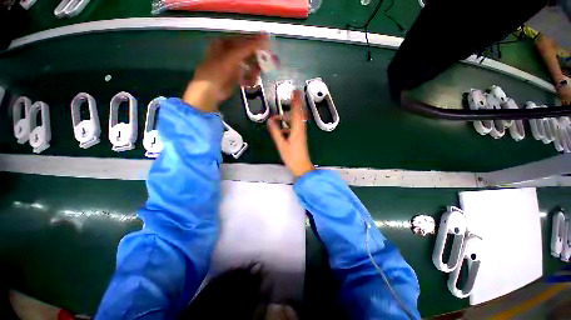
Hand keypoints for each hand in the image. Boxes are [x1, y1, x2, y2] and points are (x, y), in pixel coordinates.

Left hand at [183, 34, 268, 111]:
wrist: (211, 90)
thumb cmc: (219, 70)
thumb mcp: (234, 55)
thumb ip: (249, 47)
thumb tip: (265, 38)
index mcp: (224, 43)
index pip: (243, 39)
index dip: (255, 41)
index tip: (267, 44)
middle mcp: (228, 52)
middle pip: (246, 52)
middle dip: (255, 58)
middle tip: (265, 62)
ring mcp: (231, 65)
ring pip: (247, 64)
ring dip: (254, 70)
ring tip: (257, 75)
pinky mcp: (235, 77)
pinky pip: (246, 75)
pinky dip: (250, 78)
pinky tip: (252, 82)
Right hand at [267, 90, 313, 176]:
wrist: (302, 167)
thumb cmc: (292, 157)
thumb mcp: (281, 144)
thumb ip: (275, 132)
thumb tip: (270, 121)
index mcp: (297, 129)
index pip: (297, 112)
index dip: (296, 101)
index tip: (295, 91)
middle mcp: (301, 129)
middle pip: (299, 114)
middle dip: (296, 104)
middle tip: (292, 95)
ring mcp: (301, 133)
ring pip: (297, 120)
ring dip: (290, 116)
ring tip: (279, 117)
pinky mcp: (300, 137)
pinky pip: (295, 127)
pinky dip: (289, 124)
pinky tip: (282, 128)